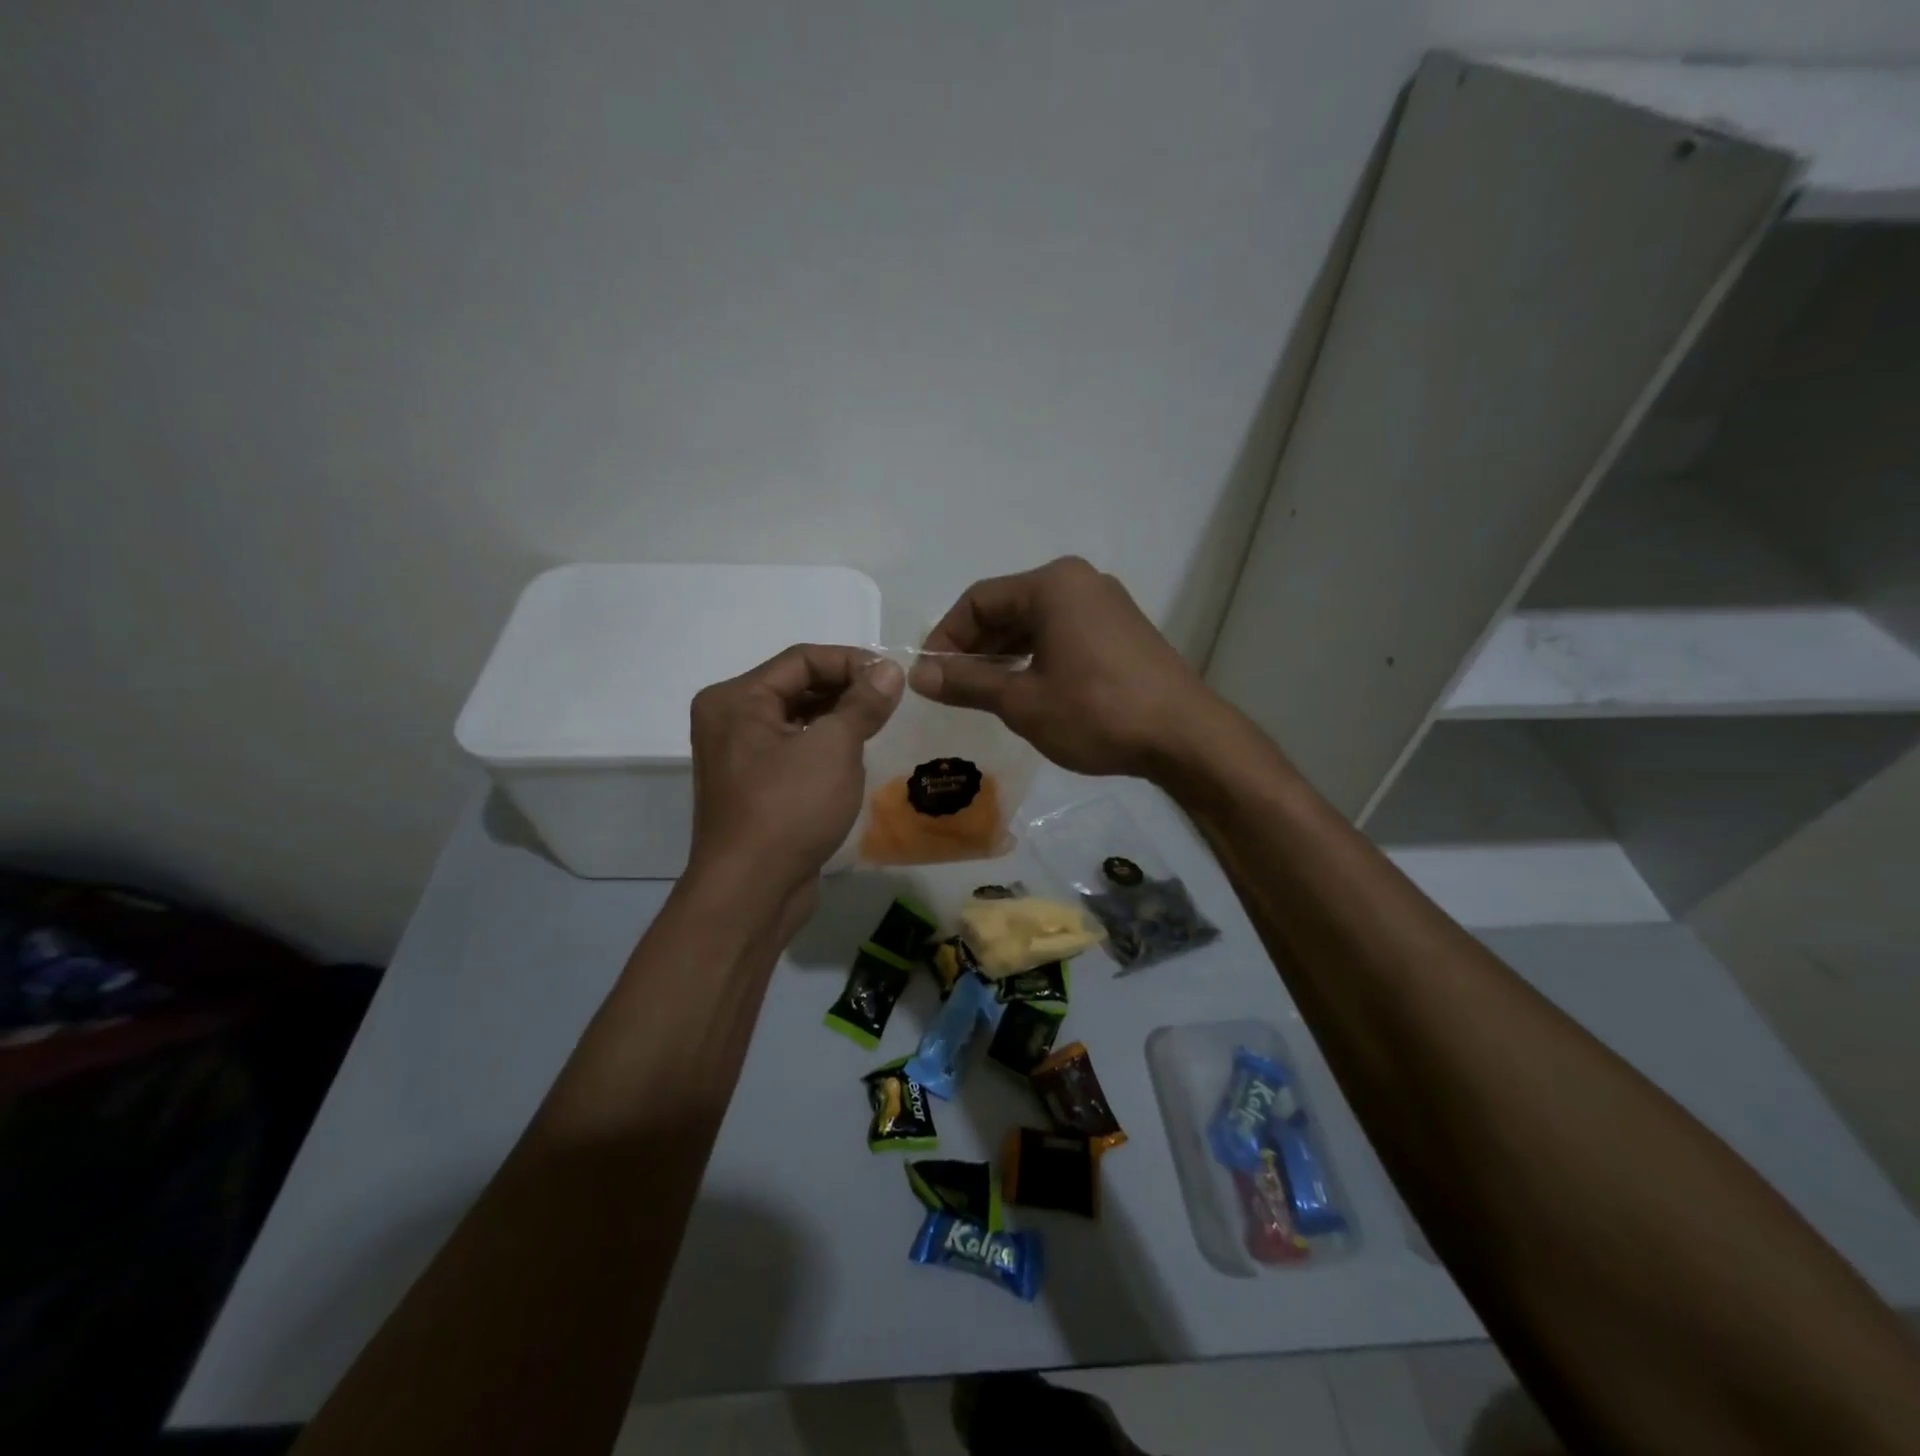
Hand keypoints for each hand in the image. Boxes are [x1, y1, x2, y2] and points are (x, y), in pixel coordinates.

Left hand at [686, 645, 903, 896]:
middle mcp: (729, 721)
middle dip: (846, 690)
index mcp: (736, 699)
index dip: (851, 661)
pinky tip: (855, 760)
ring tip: (879, 727)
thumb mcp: (834, 747)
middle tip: (891, 702)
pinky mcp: (753, 789)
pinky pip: (793, 752)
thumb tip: (889, 669)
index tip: (893, 676)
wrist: (751, 893)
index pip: (801, 660)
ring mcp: (738, 758)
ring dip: (838, 720)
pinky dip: (824, 748)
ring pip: (797, 721)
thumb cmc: (789, 808)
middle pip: (796, 687)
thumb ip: (862, 703)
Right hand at [913, 556, 1221, 779]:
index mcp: (1053, 584)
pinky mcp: (1122, 630)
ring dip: (1004, 653)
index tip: (929, 675)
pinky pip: (1063, 632)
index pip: (978, 600)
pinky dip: (1036, 655)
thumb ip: (967, 682)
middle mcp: (1080, 582)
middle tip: (953, 687)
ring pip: (1036, 621)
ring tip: (983, 692)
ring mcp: (1106, 604)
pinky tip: (1026, 688)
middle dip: (975, 646)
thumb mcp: (1022, 701)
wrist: (1185, 737)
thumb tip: (919, 676)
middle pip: (1008, 606)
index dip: (945, 637)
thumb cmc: (1096, 713)